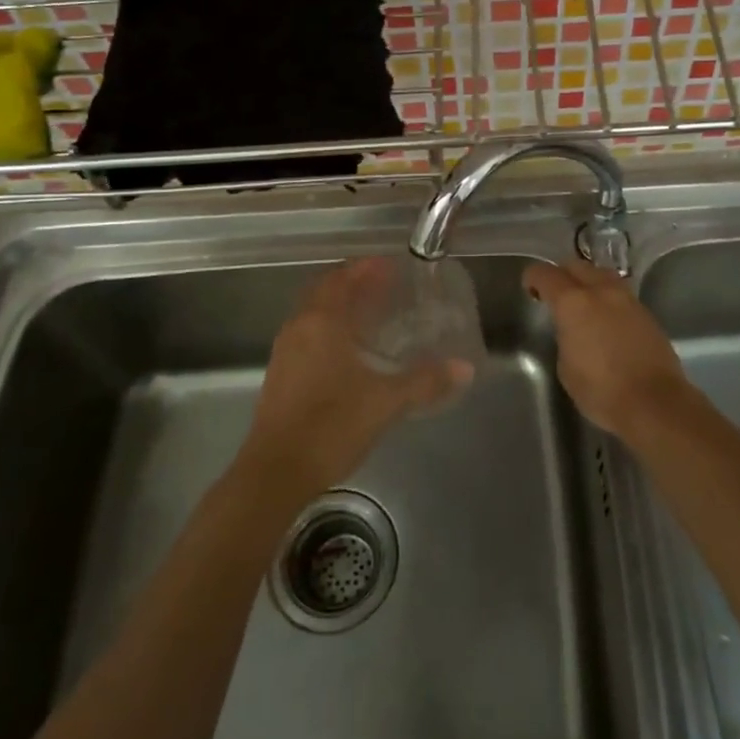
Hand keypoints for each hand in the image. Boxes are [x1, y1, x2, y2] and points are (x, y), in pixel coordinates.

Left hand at [243, 259, 468, 500]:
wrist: (275, 472)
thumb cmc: (331, 426)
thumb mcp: (385, 402)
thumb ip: (425, 382)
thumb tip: (464, 368)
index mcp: (321, 322)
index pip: (343, 278)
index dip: (367, 268)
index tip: (392, 265)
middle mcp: (298, 327)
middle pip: (325, 290)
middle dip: (353, 283)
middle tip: (385, 286)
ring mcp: (285, 351)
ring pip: (313, 313)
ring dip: (339, 306)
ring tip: (372, 314)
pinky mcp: (280, 375)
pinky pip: (307, 335)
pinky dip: (330, 329)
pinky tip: (350, 351)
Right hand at [523, 260, 695, 438]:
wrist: (655, 403)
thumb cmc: (601, 390)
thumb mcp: (566, 367)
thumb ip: (565, 338)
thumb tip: (573, 331)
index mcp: (573, 303)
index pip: (546, 274)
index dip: (533, 277)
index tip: (529, 288)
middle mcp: (601, 291)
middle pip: (576, 266)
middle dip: (561, 275)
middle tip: (554, 294)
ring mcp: (628, 299)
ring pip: (602, 275)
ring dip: (588, 282)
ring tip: (582, 303)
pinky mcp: (646, 313)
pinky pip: (620, 294)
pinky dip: (607, 298)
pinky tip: (606, 319)